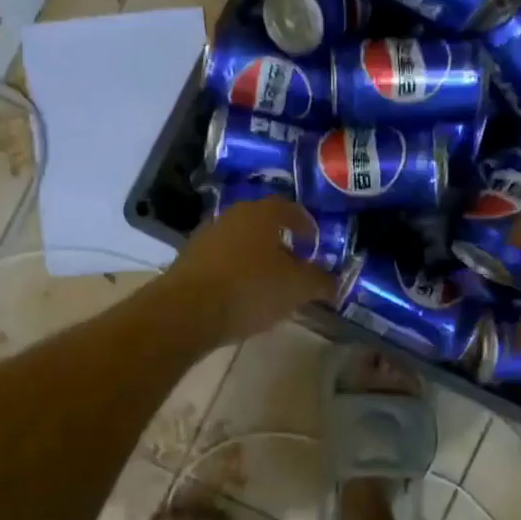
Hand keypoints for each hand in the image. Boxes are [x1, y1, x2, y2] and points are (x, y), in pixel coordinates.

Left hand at [161, 196, 334, 344]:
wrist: (187, 311)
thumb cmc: (251, 289)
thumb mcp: (298, 288)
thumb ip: (320, 282)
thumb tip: (333, 282)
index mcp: (262, 213)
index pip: (290, 209)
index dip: (306, 226)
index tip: (314, 245)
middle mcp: (233, 216)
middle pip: (263, 224)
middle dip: (281, 243)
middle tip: (294, 265)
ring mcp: (207, 236)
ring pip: (241, 242)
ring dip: (256, 258)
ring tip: (269, 284)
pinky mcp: (189, 260)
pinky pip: (222, 261)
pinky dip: (235, 272)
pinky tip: (241, 296)